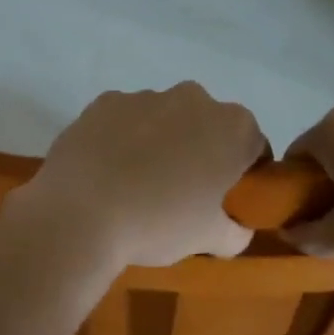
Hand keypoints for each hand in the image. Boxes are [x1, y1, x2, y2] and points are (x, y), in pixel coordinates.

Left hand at [17, 84, 266, 268]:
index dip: (243, 173)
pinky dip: (121, 138)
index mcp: (232, 126)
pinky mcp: (103, 102)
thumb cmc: (158, 224)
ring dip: (159, 141)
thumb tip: (235, 229)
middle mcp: (193, 98)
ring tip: (136, 183)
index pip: (253, 146)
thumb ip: (235, 232)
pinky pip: (123, 119)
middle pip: (207, 125)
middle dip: (200, 150)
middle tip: (182, 192)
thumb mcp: (209, 239)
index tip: (225, 198)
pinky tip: (107, 170)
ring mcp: (145, 96)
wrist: (80, 213)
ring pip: (163, 118)